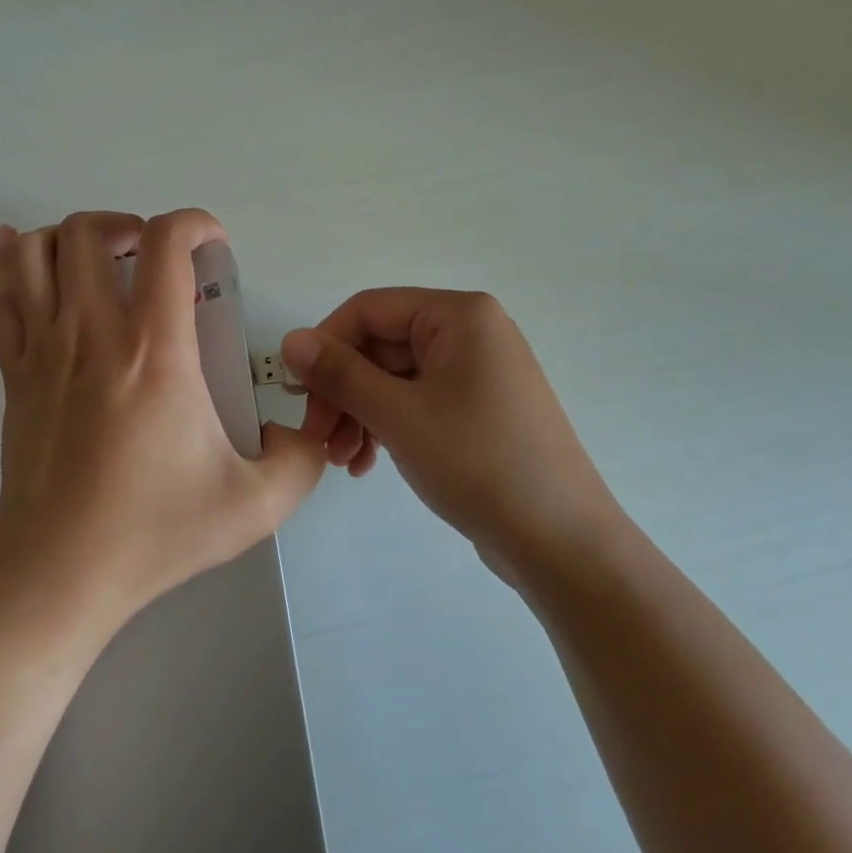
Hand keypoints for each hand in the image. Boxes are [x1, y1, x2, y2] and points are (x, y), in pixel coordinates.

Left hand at [0, 209, 326, 634]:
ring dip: (72, 236)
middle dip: (131, 224)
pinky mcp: (14, 372)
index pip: (166, 243)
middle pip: (91, 230)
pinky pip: (1, 293)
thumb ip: (302, 459)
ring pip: (38, 250)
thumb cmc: (154, 533)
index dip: (196, 222)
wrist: (59, 574)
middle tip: (155, 258)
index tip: (214, 246)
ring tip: (103, 261)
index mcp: (155, 350)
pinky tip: (27, 254)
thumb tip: (305, 429)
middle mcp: (93, 332)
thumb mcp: (255, 505)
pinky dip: (11, 260)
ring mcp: (44, 349)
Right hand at [282, 289, 616, 578]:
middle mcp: (470, 332)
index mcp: (459, 315)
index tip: (297, 392)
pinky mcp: (477, 409)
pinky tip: (367, 464)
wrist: (561, 542)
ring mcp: (476, 372)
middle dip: (343, 391)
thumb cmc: (478, 464)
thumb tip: (290, 340)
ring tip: (342, 460)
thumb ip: (339, 373)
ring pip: (395, 379)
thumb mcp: (398, 415)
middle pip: (381, 346)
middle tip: (317, 437)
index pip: (369, 310)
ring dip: (360, 414)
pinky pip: (417, 402)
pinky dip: (387, 427)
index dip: (326, 345)